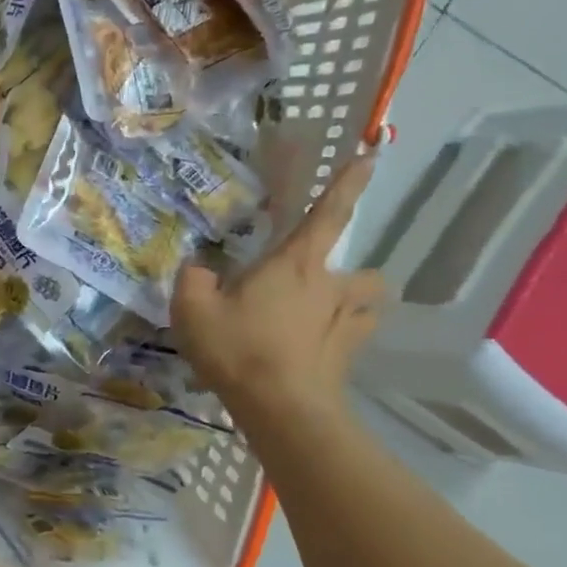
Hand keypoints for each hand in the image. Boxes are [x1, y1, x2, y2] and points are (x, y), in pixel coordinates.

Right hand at [172, 156, 386, 451]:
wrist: (282, 410)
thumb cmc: (240, 349)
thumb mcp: (193, 309)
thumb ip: (192, 279)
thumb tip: (199, 268)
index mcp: (295, 264)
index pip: (328, 213)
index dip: (349, 183)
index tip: (373, 155)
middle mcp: (330, 287)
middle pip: (364, 272)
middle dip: (351, 274)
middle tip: (317, 285)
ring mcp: (346, 325)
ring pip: (369, 304)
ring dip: (355, 303)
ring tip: (325, 315)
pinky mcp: (348, 358)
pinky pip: (355, 337)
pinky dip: (344, 337)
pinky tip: (320, 348)